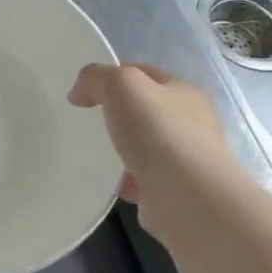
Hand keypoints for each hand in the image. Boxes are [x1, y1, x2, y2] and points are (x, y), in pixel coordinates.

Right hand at [68, 63, 252, 235]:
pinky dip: (125, 180)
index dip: (112, 75)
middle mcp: (191, 123)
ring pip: (144, 145)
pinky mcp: (176, 191)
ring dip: (121, 149)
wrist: (189, 199)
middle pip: (145, 109)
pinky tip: (111, 182)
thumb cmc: (159, 133)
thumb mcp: (121, 85)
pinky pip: (143, 178)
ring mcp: (186, 159)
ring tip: (94, 153)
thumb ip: (95, 77)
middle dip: (116, 114)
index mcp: (184, 92)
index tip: (84, 92)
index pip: (144, 73)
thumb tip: (79, 94)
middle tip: (87, 121)